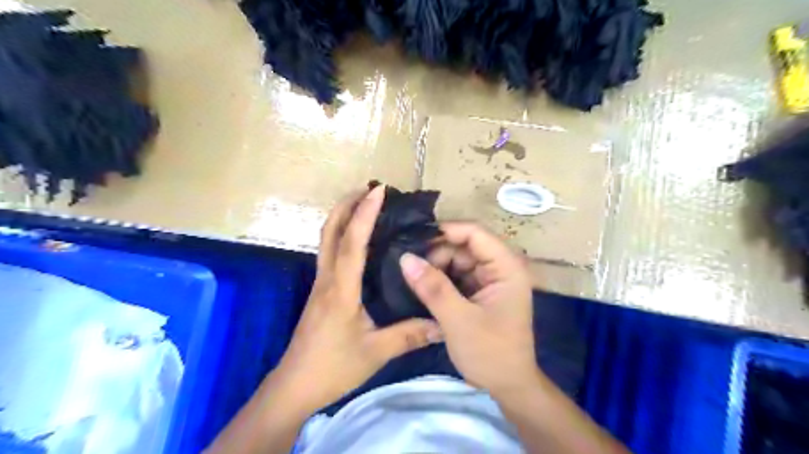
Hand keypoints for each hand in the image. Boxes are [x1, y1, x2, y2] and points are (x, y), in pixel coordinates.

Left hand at [275, 185, 444, 413]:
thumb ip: (410, 335)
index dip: (364, 214)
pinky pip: (330, 253)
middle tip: (369, 190)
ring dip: (343, 217)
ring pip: (327, 240)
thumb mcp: (376, 352)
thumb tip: (442, 324)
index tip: (378, 191)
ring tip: (365, 206)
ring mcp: (320, 284)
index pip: (352, 242)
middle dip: (346, 205)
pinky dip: (343, 236)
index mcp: (341, 289)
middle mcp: (327, 279)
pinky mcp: (320, 292)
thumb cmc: (333, 367)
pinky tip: (359, 241)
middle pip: (330, 231)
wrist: (294, 386)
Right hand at [401, 222, 539, 397]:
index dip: (445, 231)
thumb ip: (432, 287)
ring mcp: (490, 279)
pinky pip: (457, 275)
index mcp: (506, 267)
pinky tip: (421, 285)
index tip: (413, 239)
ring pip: (458, 259)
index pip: (475, 233)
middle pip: (464, 245)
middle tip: (409, 266)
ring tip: (411, 276)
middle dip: (437, 253)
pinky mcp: (480, 291)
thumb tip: (404, 257)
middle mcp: (500, 267)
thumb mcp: (458, 320)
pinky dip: (440, 279)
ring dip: (436, 266)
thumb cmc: (491, 353)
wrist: (509, 387)